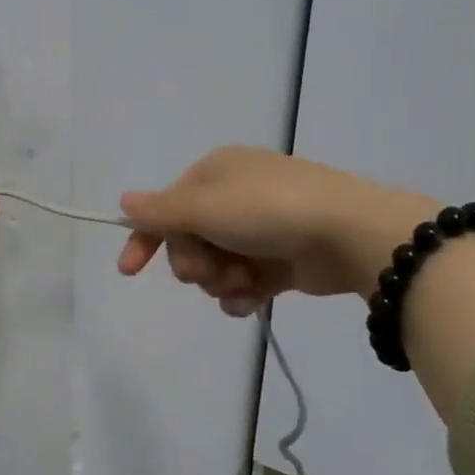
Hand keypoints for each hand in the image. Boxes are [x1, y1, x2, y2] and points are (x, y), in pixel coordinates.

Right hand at [116, 147, 437, 315]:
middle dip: (193, 262)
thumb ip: (160, 210)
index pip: (165, 208)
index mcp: (215, 173)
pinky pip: (244, 282)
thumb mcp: (205, 205)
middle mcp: (235, 197)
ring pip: (216, 265)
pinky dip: (241, 293)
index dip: (144, 238)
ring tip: (240, 283)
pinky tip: (249, 300)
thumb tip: (124, 202)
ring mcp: (260, 230)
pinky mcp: (281, 261)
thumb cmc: (268, 210)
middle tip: (207, 271)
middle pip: (189, 240)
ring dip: (219, 280)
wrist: (350, 234)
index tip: (129, 271)